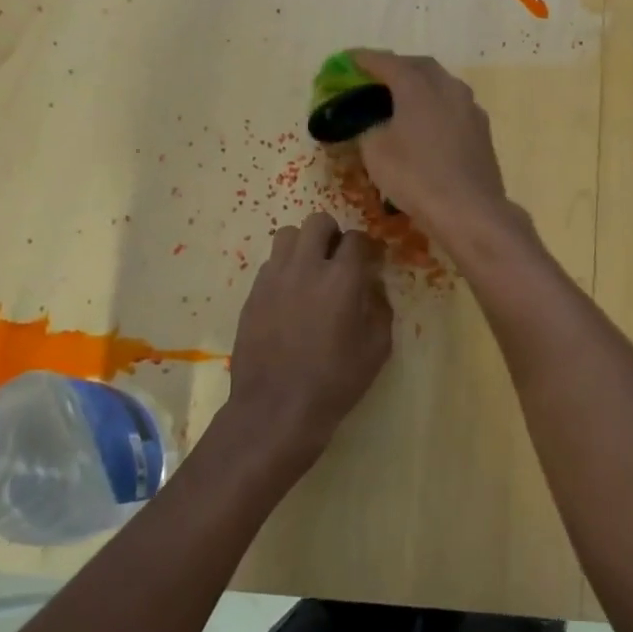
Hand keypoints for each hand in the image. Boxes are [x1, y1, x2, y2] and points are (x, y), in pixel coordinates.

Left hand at [224, 212, 392, 470]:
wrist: (276, 409)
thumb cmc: (336, 382)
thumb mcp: (377, 348)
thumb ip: (380, 307)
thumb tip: (373, 287)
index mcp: (342, 278)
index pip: (357, 238)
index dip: (367, 247)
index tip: (372, 261)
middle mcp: (306, 267)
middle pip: (318, 222)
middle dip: (333, 234)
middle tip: (339, 260)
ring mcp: (274, 278)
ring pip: (287, 235)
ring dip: (304, 245)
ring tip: (311, 271)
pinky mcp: (252, 294)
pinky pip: (270, 264)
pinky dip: (284, 269)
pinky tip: (291, 296)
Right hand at [348, 50, 513, 243]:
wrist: (469, 210)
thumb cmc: (416, 177)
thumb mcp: (375, 152)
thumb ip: (367, 127)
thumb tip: (371, 123)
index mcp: (419, 86)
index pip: (388, 62)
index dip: (365, 60)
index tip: (349, 60)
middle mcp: (448, 88)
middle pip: (420, 67)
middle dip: (397, 67)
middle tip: (376, 77)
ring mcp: (470, 108)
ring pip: (442, 85)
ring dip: (420, 85)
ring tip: (401, 98)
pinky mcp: (482, 130)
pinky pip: (454, 107)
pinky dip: (436, 106)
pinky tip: (428, 122)